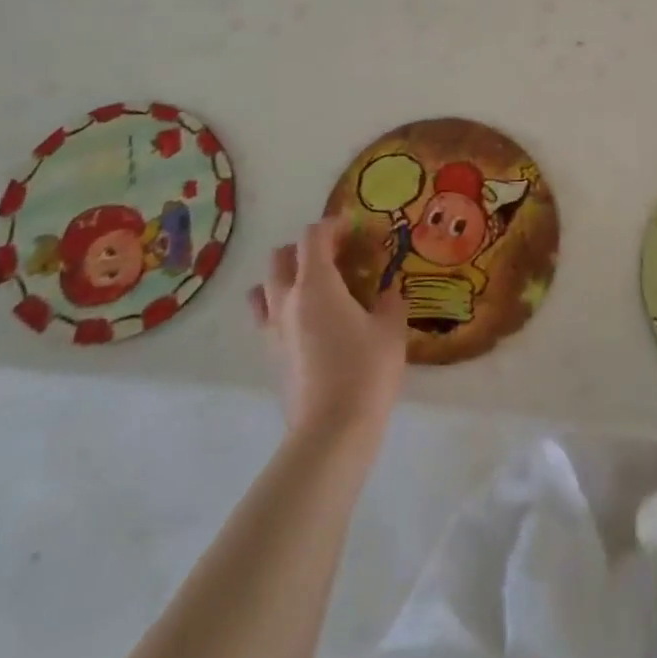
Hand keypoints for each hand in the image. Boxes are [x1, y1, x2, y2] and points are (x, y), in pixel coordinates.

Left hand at [250, 217, 407, 447]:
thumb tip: (387, 291)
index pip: (313, 237)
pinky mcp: (270, 356)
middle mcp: (286, 300)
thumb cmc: (366, 370)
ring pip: (265, 287)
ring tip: (314, 288)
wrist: (332, 431)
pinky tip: (308, 323)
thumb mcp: (391, 330)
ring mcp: (272, 330)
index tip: (354, 229)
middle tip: (335, 257)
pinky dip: (281, 308)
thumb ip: (389, 301)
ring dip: (285, 277)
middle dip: (306, 249)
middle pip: (281, 257)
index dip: (332, 226)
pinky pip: (266, 317)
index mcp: (316, 284)